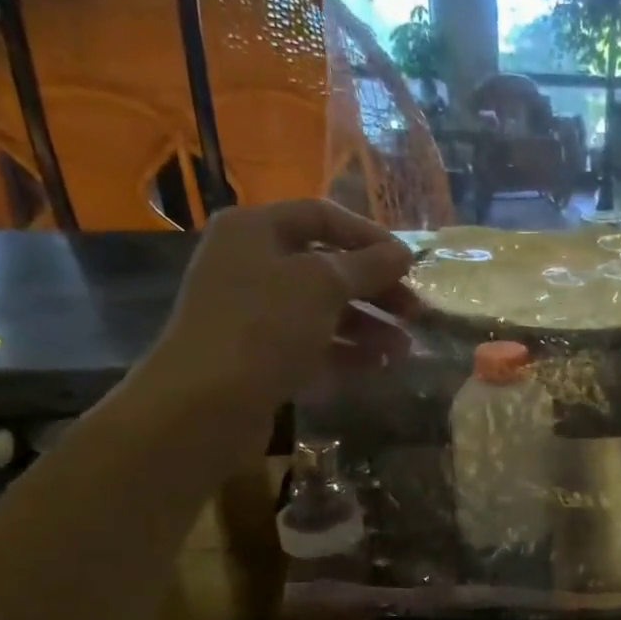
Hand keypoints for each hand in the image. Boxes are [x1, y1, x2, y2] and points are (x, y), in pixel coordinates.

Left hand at [137, 200, 414, 422]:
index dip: (370, 236)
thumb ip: (368, 265)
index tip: (409, 264)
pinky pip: (311, 340)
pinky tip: (378, 364)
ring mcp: (252, 309)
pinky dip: (345, 349)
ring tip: (403, 348)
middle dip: (374, 287)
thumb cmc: (264, 327)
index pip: (322, 216)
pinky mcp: (257, 351)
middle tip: (415, 311)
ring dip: (368, 324)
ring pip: (322, 307)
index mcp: (255, 230)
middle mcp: (250, 262)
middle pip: (325, 265)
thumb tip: (403, 252)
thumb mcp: (323, 285)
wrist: (205, 403)